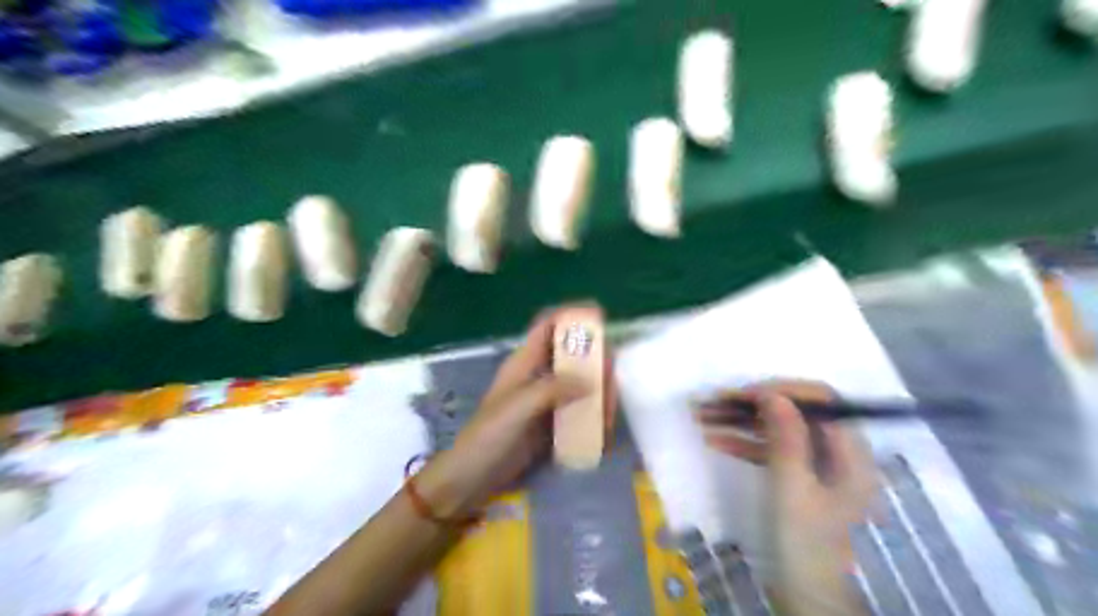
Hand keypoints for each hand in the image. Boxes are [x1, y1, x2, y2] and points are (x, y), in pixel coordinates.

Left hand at [418, 305, 615, 516]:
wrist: (472, 477)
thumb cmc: (489, 435)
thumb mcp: (519, 407)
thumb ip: (553, 389)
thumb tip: (592, 382)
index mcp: (524, 362)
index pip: (548, 326)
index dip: (571, 315)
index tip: (599, 317)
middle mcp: (537, 376)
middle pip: (571, 355)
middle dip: (594, 360)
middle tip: (611, 376)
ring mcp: (545, 401)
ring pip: (579, 384)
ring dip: (598, 392)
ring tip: (609, 412)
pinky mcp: (551, 424)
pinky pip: (578, 411)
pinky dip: (593, 415)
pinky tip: (603, 429)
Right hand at [704, 382, 877, 614]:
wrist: (804, 593)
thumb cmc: (804, 545)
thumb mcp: (792, 490)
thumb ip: (786, 440)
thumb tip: (773, 394)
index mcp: (850, 455)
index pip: (822, 402)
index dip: (783, 391)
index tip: (744, 394)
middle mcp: (837, 453)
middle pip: (795, 412)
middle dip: (753, 404)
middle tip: (715, 401)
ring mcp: (816, 464)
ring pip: (778, 428)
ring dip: (741, 420)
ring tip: (704, 416)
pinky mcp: (797, 475)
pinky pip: (771, 449)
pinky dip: (744, 442)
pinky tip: (714, 439)